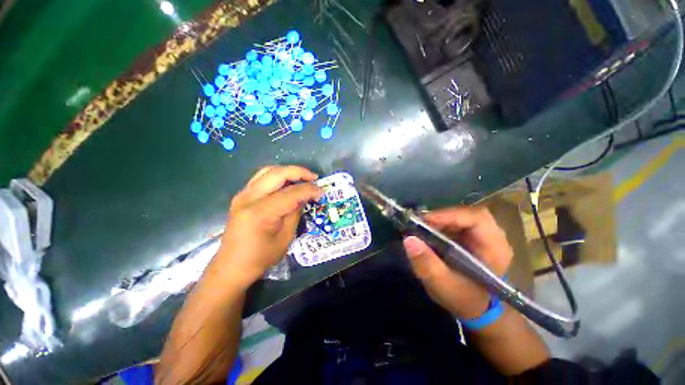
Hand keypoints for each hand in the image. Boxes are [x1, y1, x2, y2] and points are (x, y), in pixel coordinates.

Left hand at [211, 166, 322, 288]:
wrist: (232, 265)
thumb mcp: (285, 238)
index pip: (290, 193)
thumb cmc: (261, 257)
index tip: (321, 191)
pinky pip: (261, 178)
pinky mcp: (241, 196)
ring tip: (303, 178)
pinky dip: (277, 176)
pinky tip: (287, 183)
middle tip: (314, 178)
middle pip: (277, 174)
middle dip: (299, 172)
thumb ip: (295, 213)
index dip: (309, 190)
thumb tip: (305, 196)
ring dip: (288, 171)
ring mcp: (242, 195)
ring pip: (268, 171)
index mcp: (261, 212)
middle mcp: (249, 198)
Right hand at [403, 206, 512, 318]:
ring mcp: (484, 235)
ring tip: (422, 227)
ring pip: (460, 216)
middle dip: (442, 217)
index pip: (477, 218)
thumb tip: (409, 239)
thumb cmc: (462, 298)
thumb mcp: (442, 284)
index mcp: (495, 249)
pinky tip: (429, 232)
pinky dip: (441, 224)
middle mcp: (493, 237)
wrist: (474, 308)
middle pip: (467, 214)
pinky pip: (456, 222)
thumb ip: (426, 263)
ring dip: (440, 220)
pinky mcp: (473, 236)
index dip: (450, 215)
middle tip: (421, 223)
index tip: (425, 220)